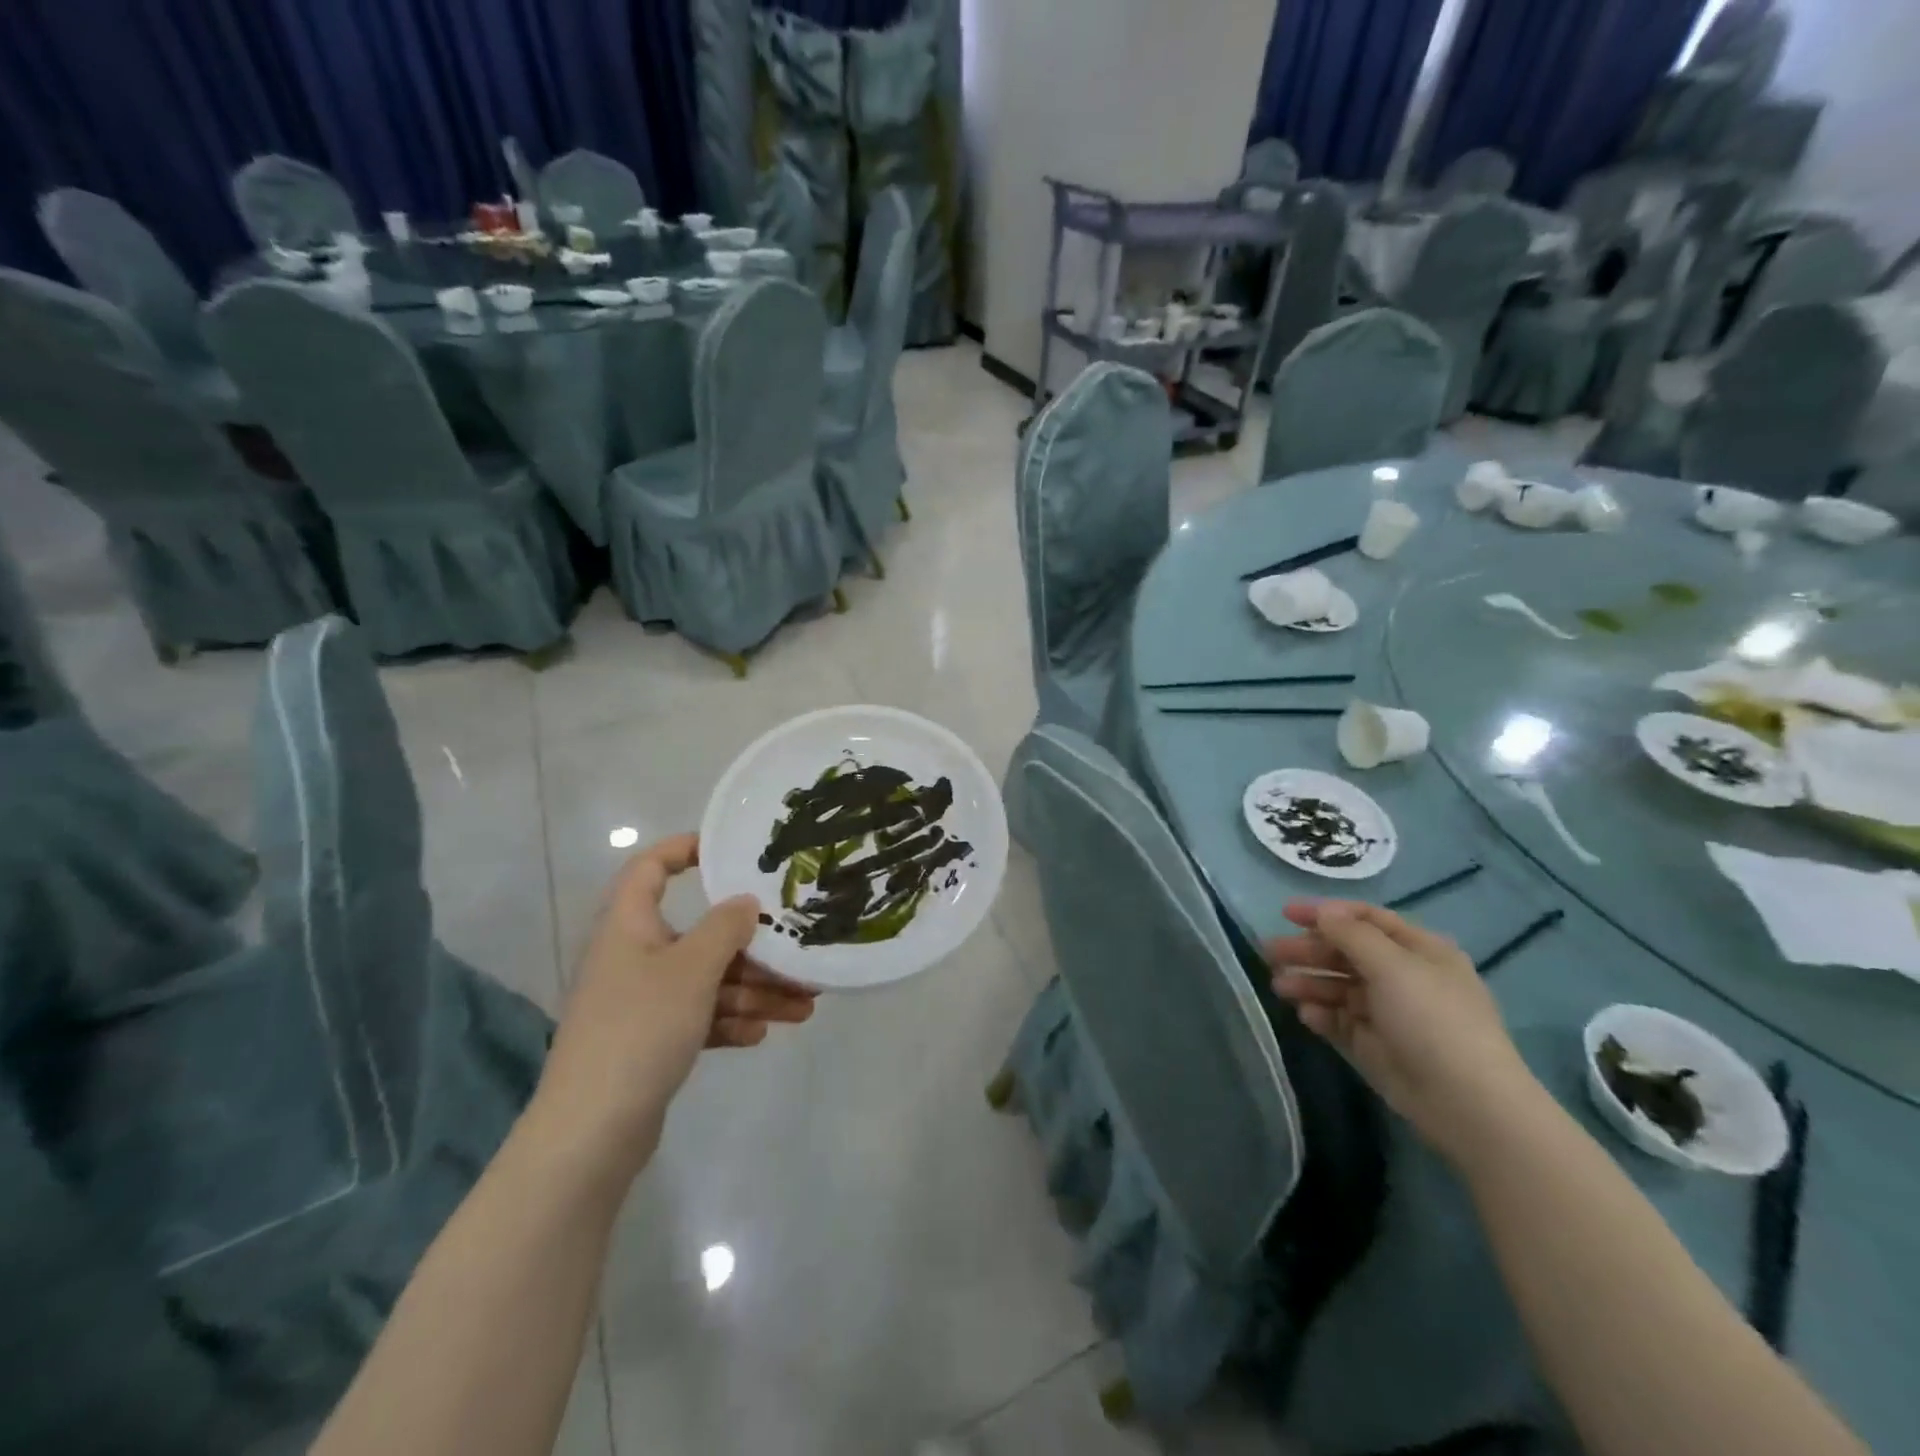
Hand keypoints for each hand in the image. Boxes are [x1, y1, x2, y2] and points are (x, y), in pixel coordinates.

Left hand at [532, 833, 815, 1177]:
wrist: (591, 1132)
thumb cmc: (640, 1028)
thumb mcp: (692, 969)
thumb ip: (724, 928)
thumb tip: (745, 901)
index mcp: (629, 926)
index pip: (650, 868)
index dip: (684, 849)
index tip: (729, 851)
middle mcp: (634, 957)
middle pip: (698, 936)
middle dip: (752, 948)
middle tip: (798, 955)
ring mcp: (640, 1003)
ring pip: (706, 982)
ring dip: (754, 992)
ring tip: (805, 1008)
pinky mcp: (649, 1042)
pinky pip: (698, 1018)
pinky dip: (729, 1021)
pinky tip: (762, 1034)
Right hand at [1266, 900, 1544, 1165]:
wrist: (1467, 1103)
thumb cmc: (1432, 1020)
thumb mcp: (1392, 966)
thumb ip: (1351, 934)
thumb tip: (1323, 911)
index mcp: (1419, 951)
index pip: (1366, 920)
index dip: (1326, 913)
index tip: (1285, 914)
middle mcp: (1403, 977)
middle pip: (1346, 953)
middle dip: (1309, 950)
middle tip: (1270, 953)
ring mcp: (1389, 1013)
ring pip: (1339, 987)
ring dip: (1308, 982)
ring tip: (1279, 986)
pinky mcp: (1375, 1045)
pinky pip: (1340, 1021)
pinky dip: (1321, 1014)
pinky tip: (1306, 1014)